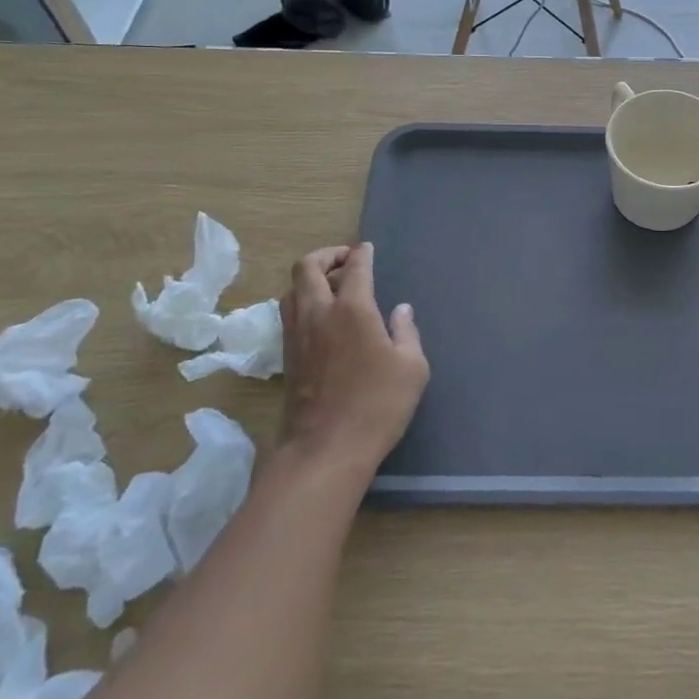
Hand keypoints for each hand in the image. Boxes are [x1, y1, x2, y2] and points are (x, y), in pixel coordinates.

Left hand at [279, 243, 428, 479]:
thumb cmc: (377, 405)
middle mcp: (319, 314)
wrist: (326, 449)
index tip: (367, 249)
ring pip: (292, 290)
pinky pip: (289, 313)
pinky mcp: (287, 356)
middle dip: (326, 255)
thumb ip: (407, 333)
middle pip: (308, 268)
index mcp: (353, 310)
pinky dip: (303, 301)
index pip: (356, 268)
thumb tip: (400, 310)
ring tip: (333, 288)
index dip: (362, 253)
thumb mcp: (412, 368)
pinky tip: (323, 318)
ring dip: (310, 279)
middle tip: (346, 261)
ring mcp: (297, 335)